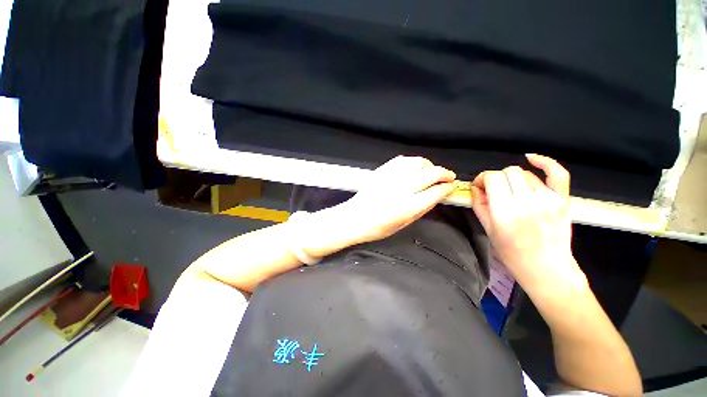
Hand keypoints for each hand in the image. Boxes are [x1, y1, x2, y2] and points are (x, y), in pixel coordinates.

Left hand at [340, 156, 456, 243]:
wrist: (354, 218)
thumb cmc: (378, 227)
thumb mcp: (404, 224)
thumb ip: (422, 209)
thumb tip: (436, 196)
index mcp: (409, 206)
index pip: (436, 191)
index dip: (447, 188)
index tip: (451, 187)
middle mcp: (403, 188)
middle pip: (431, 173)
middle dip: (444, 173)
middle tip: (448, 176)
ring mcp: (391, 177)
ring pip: (418, 162)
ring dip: (429, 165)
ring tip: (432, 170)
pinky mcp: (382, 170)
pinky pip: (402, 160)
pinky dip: (413, 161)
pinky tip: (415, 166)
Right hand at [471, 154, 584, 295]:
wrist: (546, 267)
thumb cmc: (512, 252)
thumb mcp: (487, 229)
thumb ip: (479, 204)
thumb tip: (476, 187)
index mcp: (504, 210)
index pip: (492, 177)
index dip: (482, 178)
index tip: (479, 186)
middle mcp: (526, 201)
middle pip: (508, 172)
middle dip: (497, 178)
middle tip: (494, 190)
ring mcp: (547, 199)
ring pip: (525, 173)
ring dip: (514, 180)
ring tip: (513, 193)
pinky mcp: (562, 199)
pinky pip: (557, 173)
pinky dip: (545, 162)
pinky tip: (532, 158)